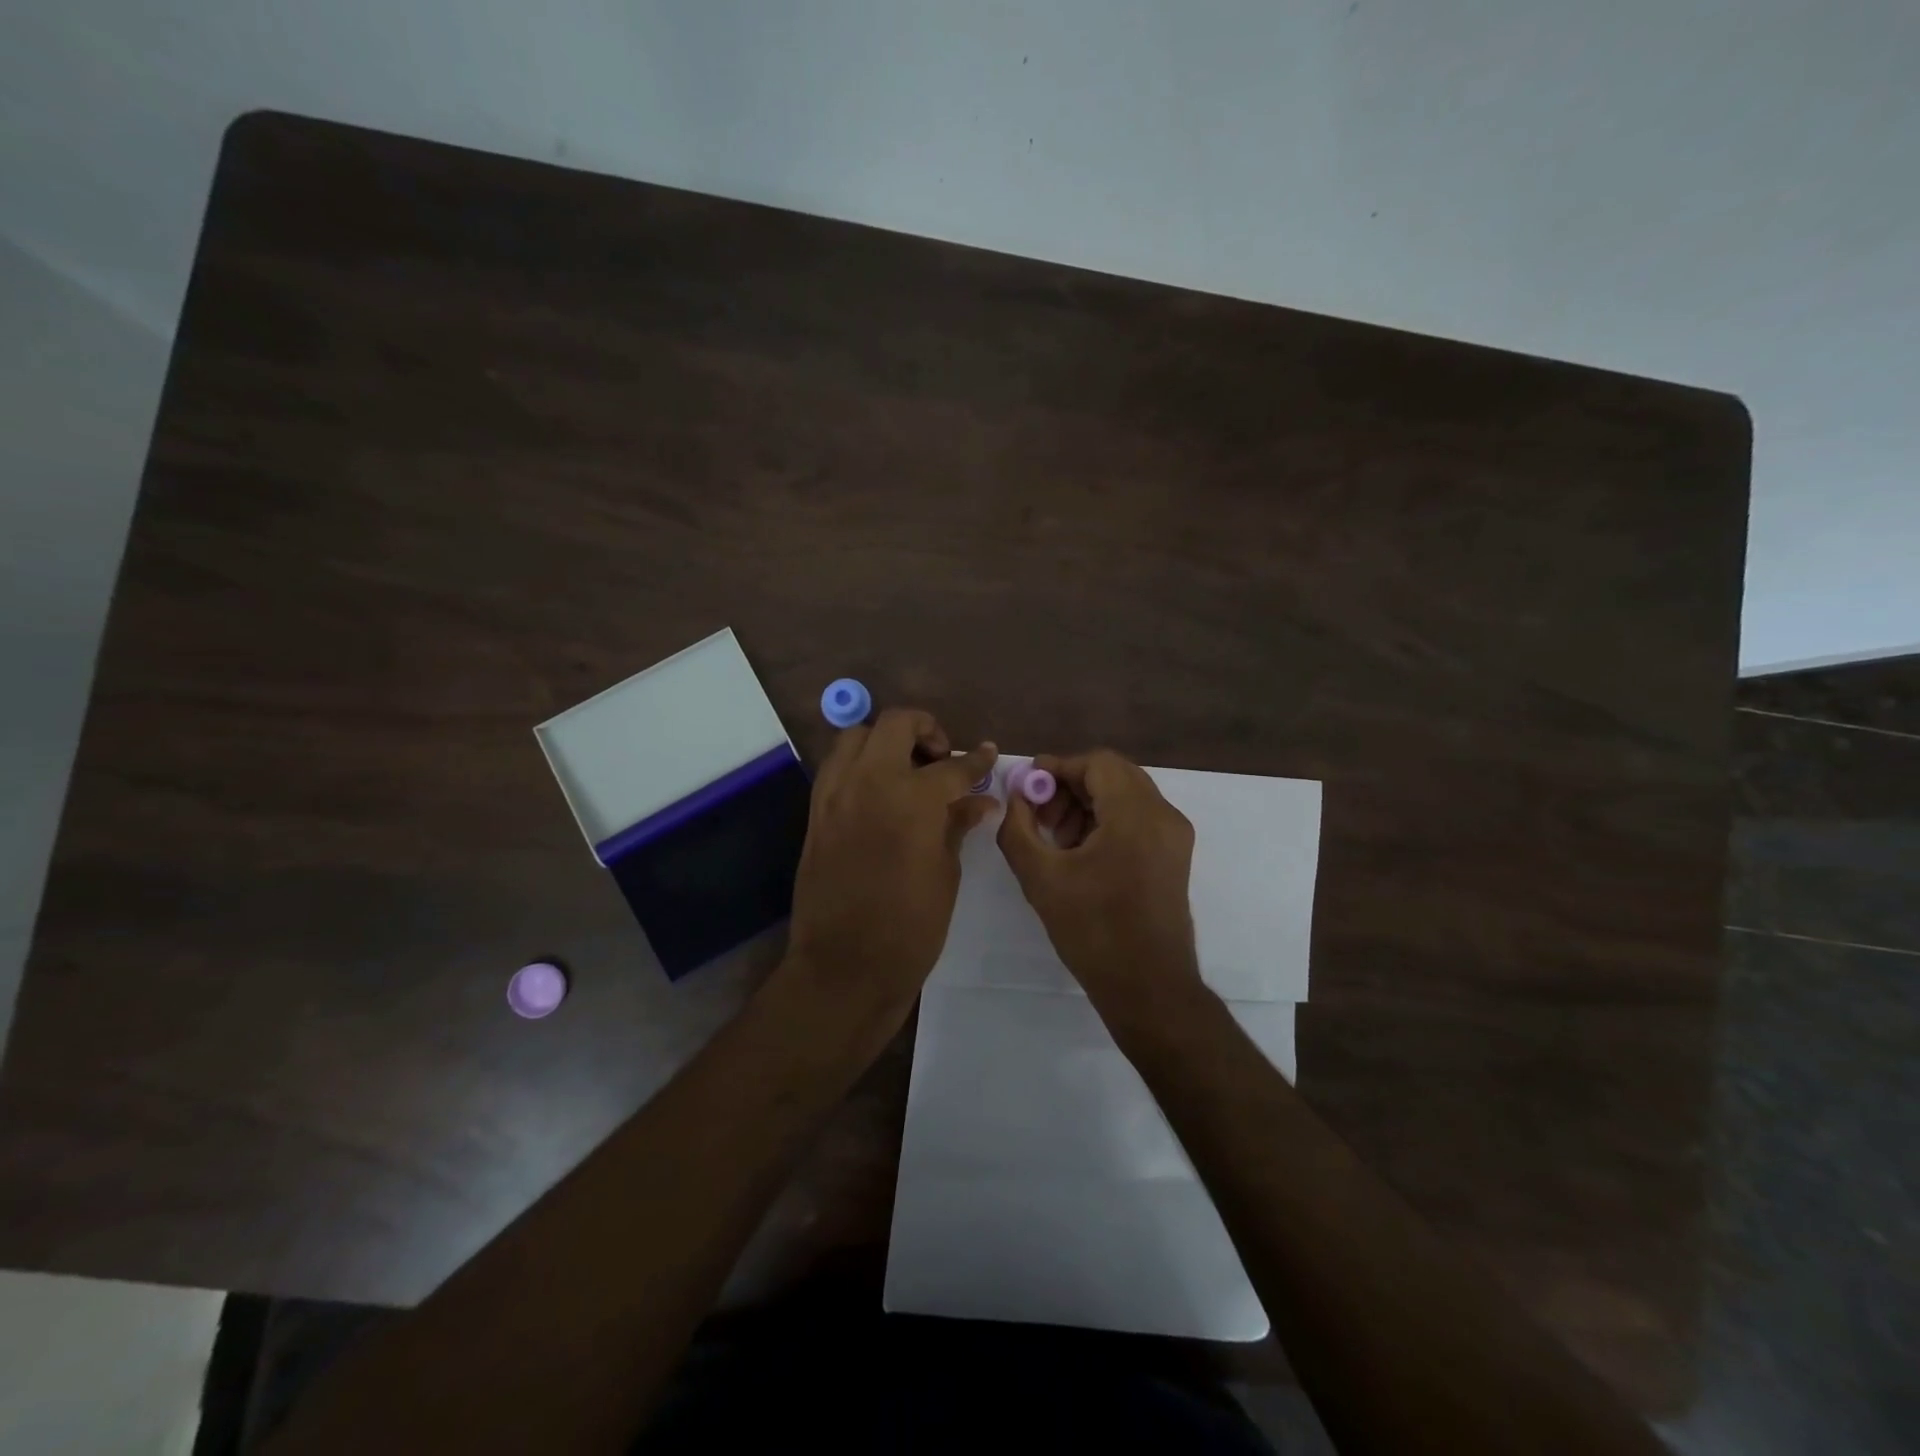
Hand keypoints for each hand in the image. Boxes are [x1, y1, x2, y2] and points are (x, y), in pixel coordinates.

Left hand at [785, 709, 996, 1023]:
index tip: (988, 754)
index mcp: (910, 798)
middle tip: (942, 758)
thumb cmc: (909, 928)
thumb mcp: (945, 874)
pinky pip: (836, 767)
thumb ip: (957, 825)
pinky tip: (879, 792)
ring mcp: (835, 794)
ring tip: (906, 769)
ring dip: (885, 740)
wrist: (844, 968)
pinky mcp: (816, 812)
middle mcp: (868, 782)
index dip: (976, 761)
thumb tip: (979, 801)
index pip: (951, 766)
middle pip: (896, 724)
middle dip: (926, 730)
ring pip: (856, 736)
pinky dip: (859, 764)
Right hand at [996, 749, 1202, 1016]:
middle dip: (1071, 786)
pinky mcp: (1175, 856)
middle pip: (1113, 775)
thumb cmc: (1093, 930)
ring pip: (1126, 795)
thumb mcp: (1041, 877)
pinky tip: (1080, 851)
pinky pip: (1138, 818)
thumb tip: (1017, 797)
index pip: (1097, 763)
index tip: (1027, 787)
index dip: (1058, 767)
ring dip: (1088, 803)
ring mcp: (1174, 836)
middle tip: (1038, 813)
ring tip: (1055, 837)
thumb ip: (1018, 828)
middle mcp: (1163, 815)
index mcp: (1135, 814)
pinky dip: (1107, 821)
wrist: (1148, 987)